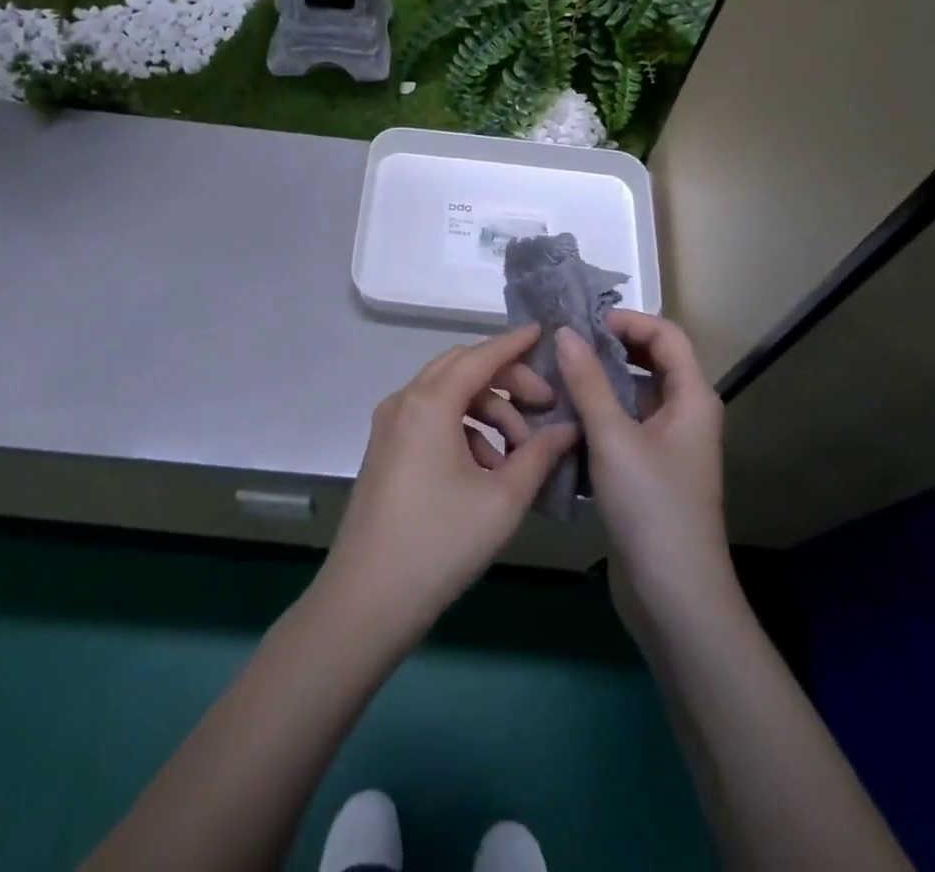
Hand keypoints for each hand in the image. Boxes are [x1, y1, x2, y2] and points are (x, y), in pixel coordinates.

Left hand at [318, 325, 578, 642]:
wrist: (366, 599)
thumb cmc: (440, 542)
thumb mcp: (502, 499)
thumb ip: (539, 455)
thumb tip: (568, 428)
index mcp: (430, 402)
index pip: (481, 356)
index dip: (515, 343)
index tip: (545, 333)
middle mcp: (405, 401)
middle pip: (462, 369)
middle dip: (506, 381)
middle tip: (544, 405)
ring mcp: (390, 425)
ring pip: (447, 396)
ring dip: (487, 411)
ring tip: (519, 454)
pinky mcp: (386, 449)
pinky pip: (431, 419)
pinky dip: (464, 430)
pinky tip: (487, 470)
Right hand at [552, 312, 731, 611]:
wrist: (675, 595)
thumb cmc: (651, 506)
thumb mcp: (613, 437)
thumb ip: (587, 381)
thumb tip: (565, 332)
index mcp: (692, 397)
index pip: (666, 334)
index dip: (628, 320)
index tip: (584, 324)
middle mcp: (685, 413)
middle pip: (649, 362)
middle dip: (607, 350)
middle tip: (563, 347)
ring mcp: (668, 444)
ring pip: (632, 396)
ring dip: (598, 384)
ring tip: (554, 379)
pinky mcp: (650, 470)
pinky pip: (624, 426)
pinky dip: (597, 416)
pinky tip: (562, 420)